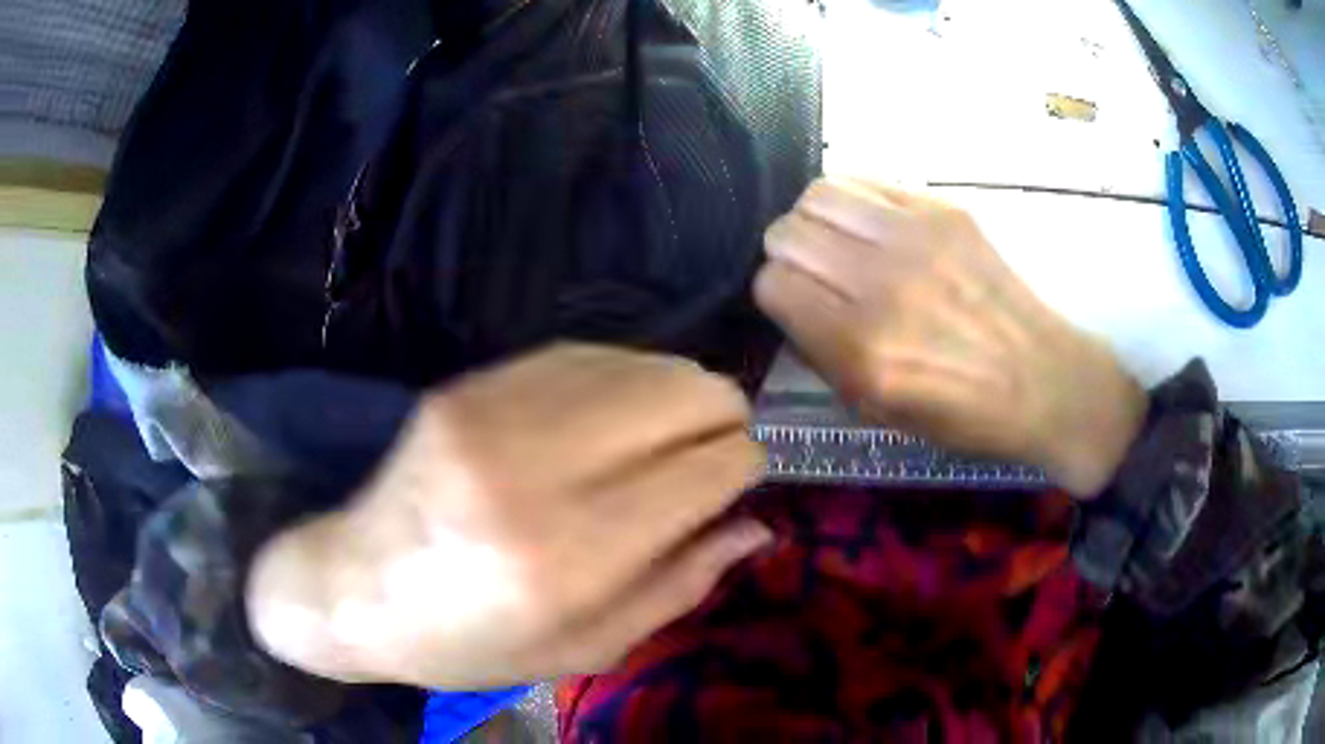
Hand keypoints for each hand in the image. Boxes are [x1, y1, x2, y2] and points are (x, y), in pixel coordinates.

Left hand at [246, 345, 769, 688]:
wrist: (358, 586)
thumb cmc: (472, 641)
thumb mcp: (585, 649)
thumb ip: (680, 587)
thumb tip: (756, 526)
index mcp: (569, 556)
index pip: (708, 467)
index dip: (744, 463)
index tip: (741, 477)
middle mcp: (534, 469)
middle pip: (685, 393)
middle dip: (722, 415)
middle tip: (714, 448)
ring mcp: (494, 411)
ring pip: (640, 361)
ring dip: (676, 390)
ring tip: (669, 430)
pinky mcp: (469, 384)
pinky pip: (582, 353)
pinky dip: (622, 376)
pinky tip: (620, 408)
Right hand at [755, 178, 1144, 494]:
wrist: (1042, 378)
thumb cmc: (962, 412)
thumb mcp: (877, 411)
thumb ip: (821, 353)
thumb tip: (791, 301)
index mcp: (864, 349)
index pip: (772, 284)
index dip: (775, 295)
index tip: (795, 304)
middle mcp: (883, 285)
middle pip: (786, 233)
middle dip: (788, 255)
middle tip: (815, 273)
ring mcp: (916, 237)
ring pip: (817, 194)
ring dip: (815, 220)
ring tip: (840, 242)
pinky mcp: (942, 210)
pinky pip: (865, 181)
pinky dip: (854, 202)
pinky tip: (872, 227)